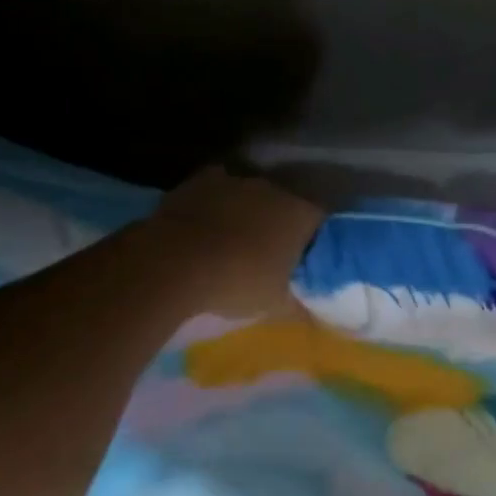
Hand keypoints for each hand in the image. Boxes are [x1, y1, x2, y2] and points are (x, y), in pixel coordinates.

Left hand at [142, 167, 324, 318]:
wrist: (175, 264)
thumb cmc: (237, 283)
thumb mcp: (275, 305)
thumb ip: (300, 305)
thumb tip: (316, 315)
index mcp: (300, 215)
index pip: (320, 220)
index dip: (313, 238)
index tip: (304, 258)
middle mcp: (274, 189)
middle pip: (285, 203)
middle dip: (279, 223)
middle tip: (269, 251)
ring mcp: (236, 180)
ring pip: (250, 194)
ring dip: (247, 211)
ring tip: (233, 238)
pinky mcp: (201, 180)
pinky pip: (217, 188)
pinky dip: (215, 203)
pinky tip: (206, 223)